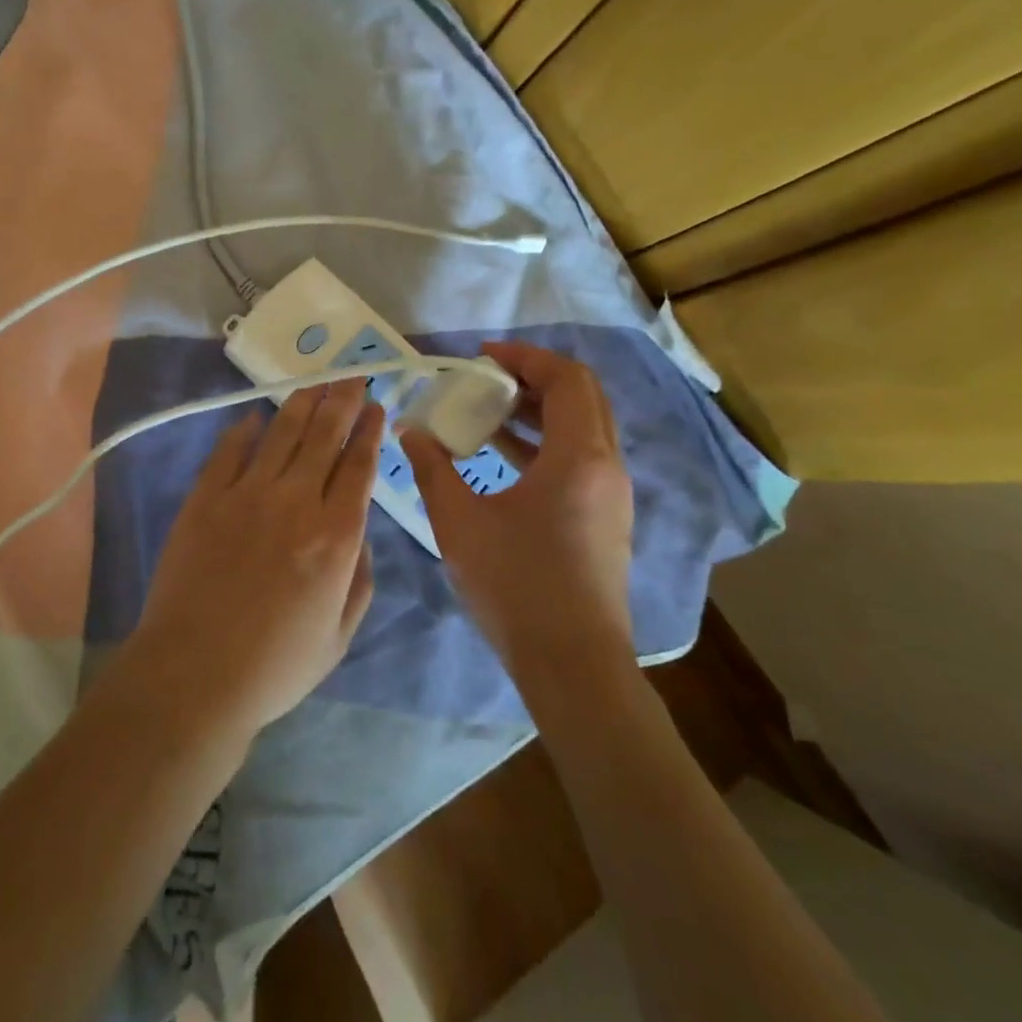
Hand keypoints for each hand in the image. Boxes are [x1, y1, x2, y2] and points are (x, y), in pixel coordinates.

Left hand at [127, 380, 383, 742]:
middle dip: (343, 401)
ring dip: (302, 404)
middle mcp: (295, 501)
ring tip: (316, 384)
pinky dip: (245, 429)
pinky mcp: (205, 497)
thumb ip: (360, 580)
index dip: (369, 431)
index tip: (375, 407)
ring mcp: (246, 494)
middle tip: (352, 377)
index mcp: (335, 536)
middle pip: (324, 436)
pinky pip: (229, 450)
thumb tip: (360, 536)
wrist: (194, 674)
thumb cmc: (275, 666)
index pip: (359, 466)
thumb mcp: (339, 636)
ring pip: (281, 433)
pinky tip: (255, 417)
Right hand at [401, 342, 634, 668]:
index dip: (525, 357)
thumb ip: (432, 468)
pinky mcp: (605, 517)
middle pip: (582, 396)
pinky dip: (545, 442)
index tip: (482, 356)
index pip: (566, 379)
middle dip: (534, 377)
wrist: (572, 665)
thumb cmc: (516, 586)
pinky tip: (501, 457)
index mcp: (578, 457)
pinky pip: (580, 457)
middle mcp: (606, 466)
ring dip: (539, 410)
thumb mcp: (459, 522)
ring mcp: (611, 494)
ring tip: (487, 413)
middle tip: (487, 378)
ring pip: (583, 427)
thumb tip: (410, 431)